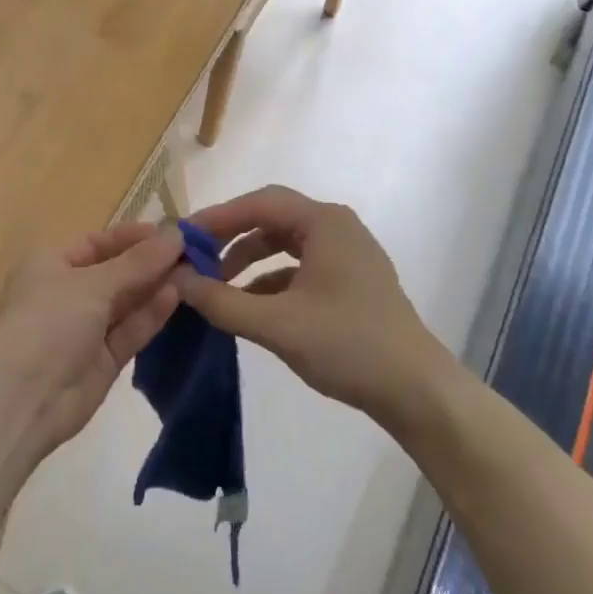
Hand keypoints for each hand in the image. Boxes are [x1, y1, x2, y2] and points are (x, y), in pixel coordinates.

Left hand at [0, 221, 182, 456]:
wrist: (23, 398)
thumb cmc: (49, 321)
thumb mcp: (92, 283)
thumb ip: (138, 262)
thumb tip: (176, 234)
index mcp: (51, 264)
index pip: (97, 242)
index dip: (133, 237)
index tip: (173, 232)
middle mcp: (67, 293)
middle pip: (115, 272)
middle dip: (151, 262)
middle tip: (196, 252)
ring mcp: (85, 329)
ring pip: (126, 302)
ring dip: (156, 286)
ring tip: (197, 271)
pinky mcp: (103, 360)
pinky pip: (130, 330)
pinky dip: (151, 314)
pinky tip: (178, 296)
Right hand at [176, 186, 454, 421]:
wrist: (416, 390)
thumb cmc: (347, 346)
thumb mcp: (275, 325)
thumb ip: (220, 300)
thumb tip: (176, 279)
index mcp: (324, 223)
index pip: (257, 203)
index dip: (214, 218)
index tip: (180, 238)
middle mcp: (336, 228)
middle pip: (270, 218)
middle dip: (229, 237)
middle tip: (193, 258)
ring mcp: (346, 254)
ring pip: (283, 243)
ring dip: (247, 259)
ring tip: (215, 285)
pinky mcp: (349, 281)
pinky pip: (298, 267)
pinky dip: (268, 279)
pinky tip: (248, 306)